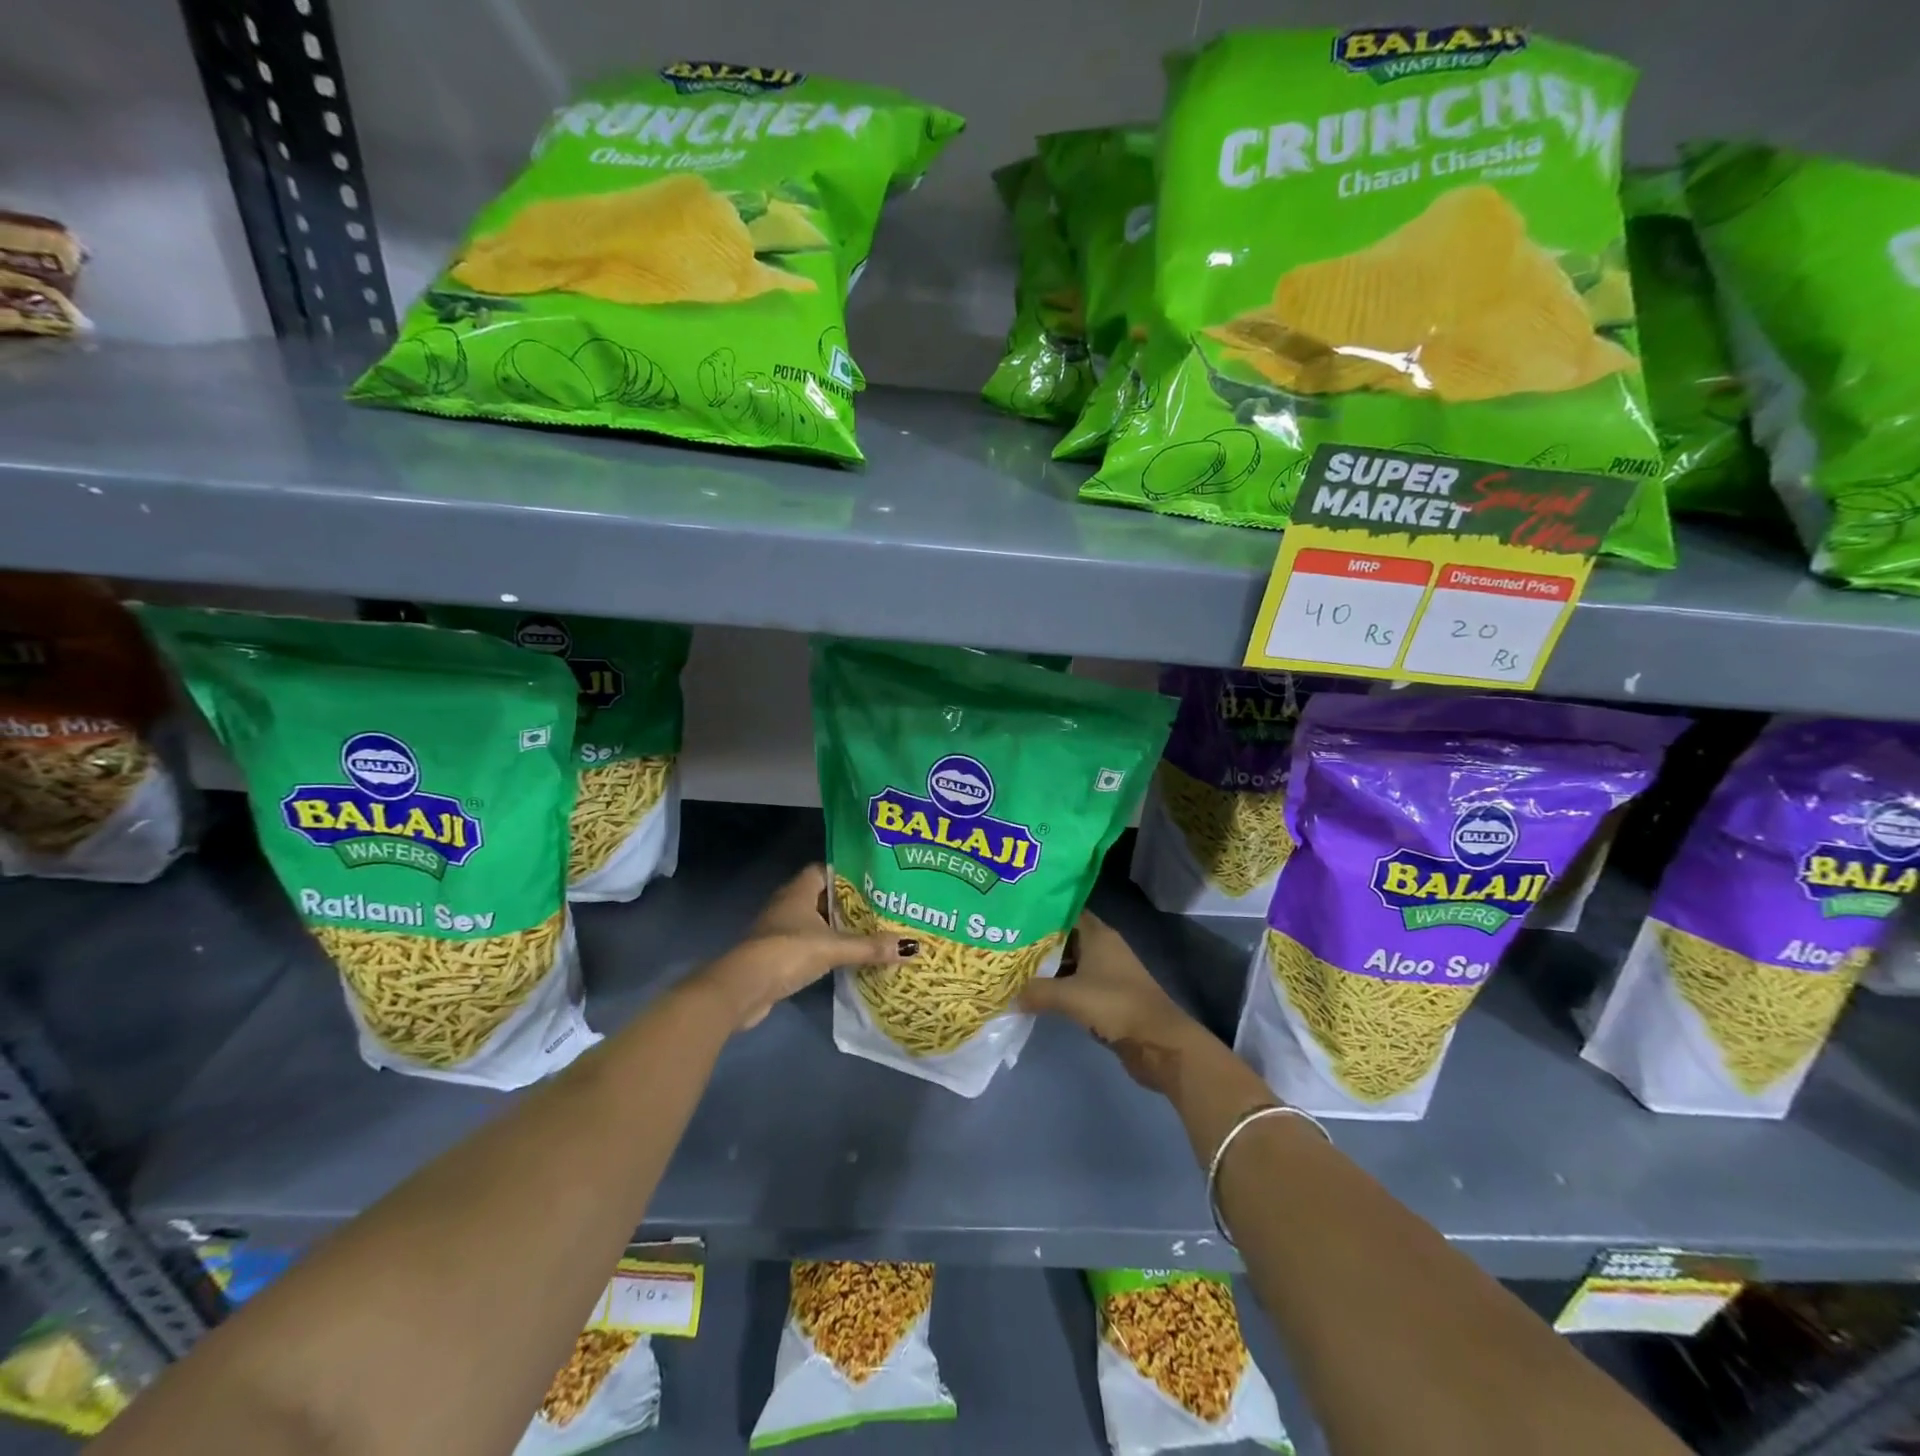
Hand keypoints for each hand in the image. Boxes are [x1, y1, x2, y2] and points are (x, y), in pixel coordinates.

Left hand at [697, 864, 917, 1029]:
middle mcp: (788, 904)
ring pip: (816, 922)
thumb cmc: (787, 952)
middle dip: (849, 903)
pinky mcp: (778, 955)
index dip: (849, 873)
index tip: (875, 880)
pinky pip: (809, 944)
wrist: (742, 988)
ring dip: (838, 928)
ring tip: (872, 932)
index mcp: (798, 890)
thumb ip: (870, 946)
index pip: (826, 870)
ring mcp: (780, 930)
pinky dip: (827, 948)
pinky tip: (848, 957)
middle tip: (882, 908)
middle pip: (823, 897)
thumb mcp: (833, 947)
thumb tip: (913, 947)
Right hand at [1019, 911, 1218, 1094]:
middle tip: (1007, 945)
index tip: (1015, 916)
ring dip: (1047, 968)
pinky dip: (1058, 988)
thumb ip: (1037, 992)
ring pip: (1070, 963)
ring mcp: (1107, 973)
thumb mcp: (1069, 996)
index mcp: (1098, 934)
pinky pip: (1076, 984)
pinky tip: (1036, 994)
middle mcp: (1103, 947)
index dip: (1042, 913)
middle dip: (1038, 942)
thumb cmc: (1115, 1004)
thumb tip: (1010, 996)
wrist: (1157, 1041)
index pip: (1066, 913)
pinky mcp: (1107, 997)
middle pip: (1065, 938)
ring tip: (1014, 969)